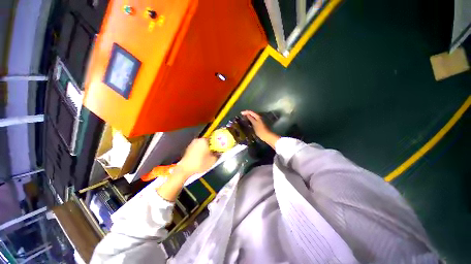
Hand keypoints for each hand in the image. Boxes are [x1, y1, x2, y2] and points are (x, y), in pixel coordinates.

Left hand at [176, 138, 217, 177]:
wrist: (185, 169)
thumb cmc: (200, 163)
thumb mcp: (212, 160)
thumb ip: (217, 155)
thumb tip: (219, 152)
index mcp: (204, 140)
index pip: (214, 139)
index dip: (218, 143)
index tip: (219, 148)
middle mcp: (198, 140)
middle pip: (208, 142)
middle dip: (211, 146)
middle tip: (215, 152)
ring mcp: (192, 144)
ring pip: (202, 145)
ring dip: (206, 149)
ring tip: (209, 156)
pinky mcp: (188, 149)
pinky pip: (197, 148)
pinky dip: (200, 151)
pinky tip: (202, 157)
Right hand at [241, 110, 280, 148]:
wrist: (267, 136)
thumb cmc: (260, 130)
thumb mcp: (255, 124)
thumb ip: (251, 119)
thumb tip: (247, 115)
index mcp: (258, 116)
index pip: (251, 112)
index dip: (246, 112)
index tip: (241, 113)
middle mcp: (259, 117)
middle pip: (252, 113)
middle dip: (247, 114)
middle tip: (241, 115)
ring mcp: (260, 120)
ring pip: (253, 117)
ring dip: (248, 117)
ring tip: (243, 118)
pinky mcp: (259, 124)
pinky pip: (254, 120)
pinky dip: (250, 120)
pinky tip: (248, 122)